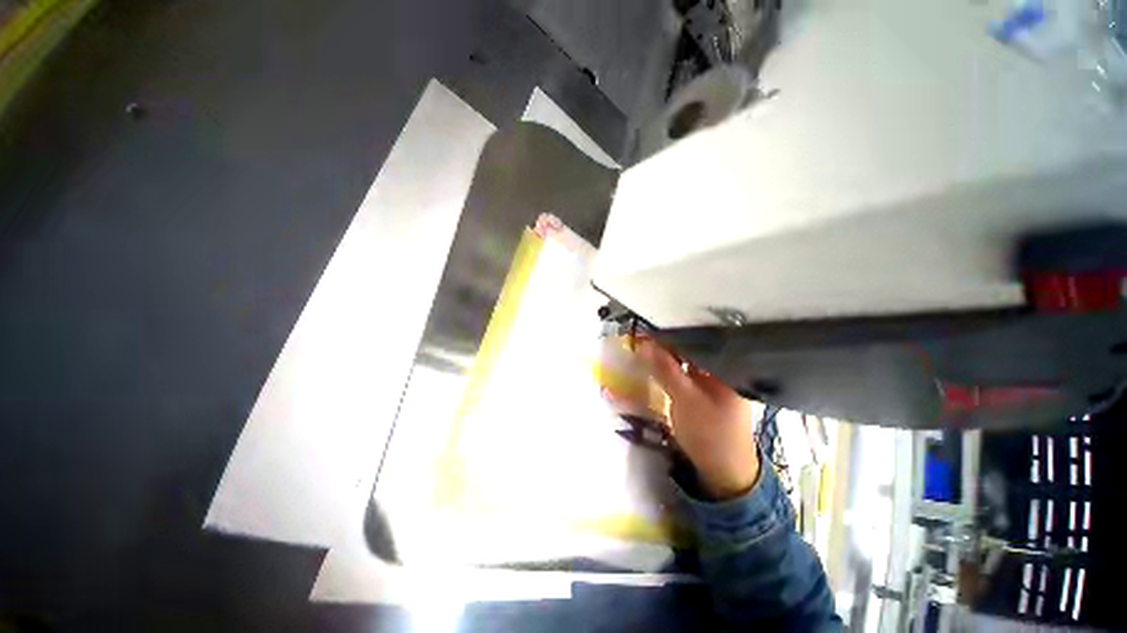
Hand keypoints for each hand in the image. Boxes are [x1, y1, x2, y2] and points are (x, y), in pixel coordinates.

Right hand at [636, 339, 759, 500]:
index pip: (701, 338)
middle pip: (694, 347)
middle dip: (670, 341)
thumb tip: (644, 343)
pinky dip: (671, 366)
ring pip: (688, 359)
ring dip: (668, 353)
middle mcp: (723, 368)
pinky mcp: (704, 390)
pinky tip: (657, 361)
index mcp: (729, 367)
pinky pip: (685, 371)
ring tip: (647, 343)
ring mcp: (714, 380)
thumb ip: (666, 370)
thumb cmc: (710, 434)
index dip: (675, 332)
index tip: (651, 326)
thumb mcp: (686, 400)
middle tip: (644, 333)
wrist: (722, 472)